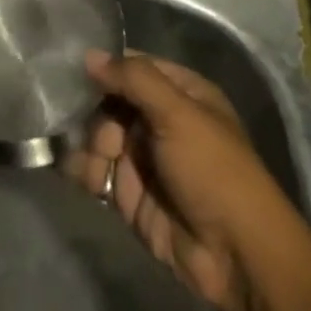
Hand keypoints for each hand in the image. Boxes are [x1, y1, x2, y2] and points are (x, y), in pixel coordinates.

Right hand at [65, 51, 296, 310]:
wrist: (235, 256)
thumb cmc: (212, 170)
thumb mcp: (177, 113)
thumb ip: (134, 79)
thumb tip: (90, 54)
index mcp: (180, 93)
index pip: (134, 67)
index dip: (106, 68)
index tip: (76, 71)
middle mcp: (160, 121)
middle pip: (110, 102)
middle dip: (97, 116)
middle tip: (106, 139)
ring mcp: (143, 159)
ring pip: (99, 137)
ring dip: (89, 146)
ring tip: (99, 167)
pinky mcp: (129, 194)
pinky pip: (96, 172)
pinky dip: (84, 171)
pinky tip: (84, 177)